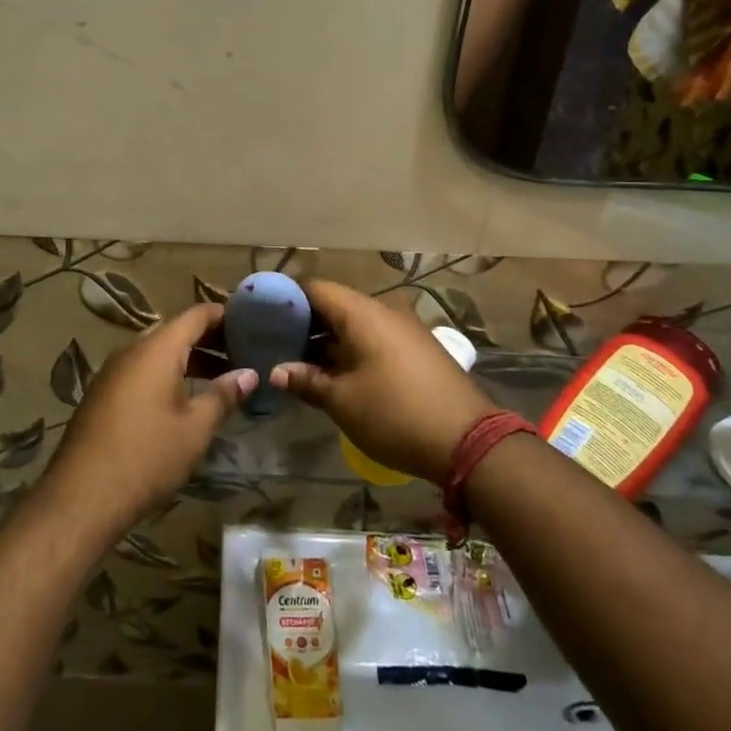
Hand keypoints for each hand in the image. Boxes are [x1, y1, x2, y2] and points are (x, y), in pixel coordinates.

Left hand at [40, 302, 255, 536]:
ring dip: (189, 359)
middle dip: (210, 340)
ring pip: (157, 352)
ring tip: (221, 379)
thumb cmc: (147, 456)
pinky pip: (141, 370)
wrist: (82, 496)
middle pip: (176, 331)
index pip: (196, 315)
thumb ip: (223, 395)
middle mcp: (132, 350)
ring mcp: (112, 372)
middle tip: (242, 354)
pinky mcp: (103, 394)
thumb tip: (249, 374)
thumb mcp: (195, 428)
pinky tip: (184, 400)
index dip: (225, 315)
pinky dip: (167, 374)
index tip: (251, 324)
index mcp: (156, 349)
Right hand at [272, 281, 493, 482]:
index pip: (315, 288)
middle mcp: (384, 311)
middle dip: (303, 323)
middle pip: (334, 305)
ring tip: (296, 362)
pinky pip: (373, 338)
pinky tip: (332, 373)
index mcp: (363, 313)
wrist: (468, 441)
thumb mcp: (343, 401)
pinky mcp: (415, 350)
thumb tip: (276, 371)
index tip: (262, 317)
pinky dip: (349, 349)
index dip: (286, 299)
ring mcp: (403, 330)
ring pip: (354, 324)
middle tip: (274, 344)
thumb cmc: (396, 414)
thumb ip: (307, 380)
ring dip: (326, 340)